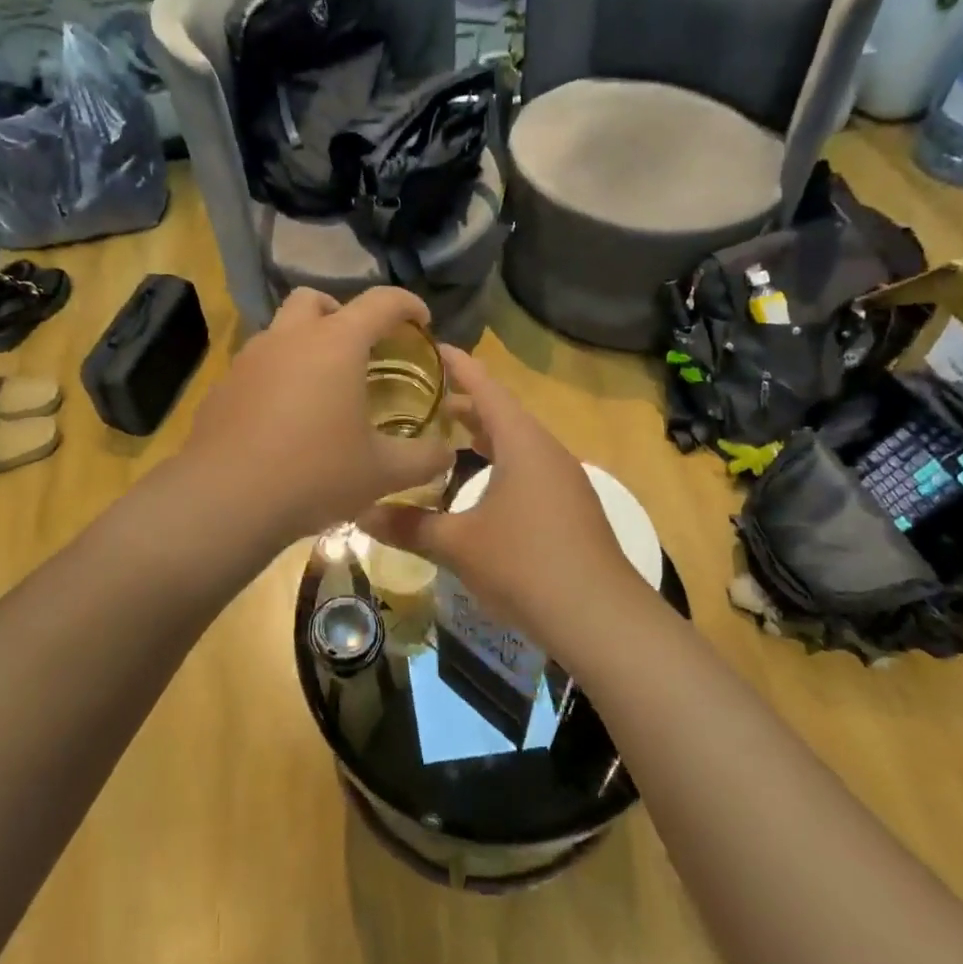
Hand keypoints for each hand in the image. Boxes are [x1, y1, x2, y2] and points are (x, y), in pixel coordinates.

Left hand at [180, 287, 454, 546]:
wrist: (225, 500)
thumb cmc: (314, 474)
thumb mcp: (381, 473)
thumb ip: (423, 458)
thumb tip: (446, 453)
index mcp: (335, 344)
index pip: (381, 302)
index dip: (408, 305)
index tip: (422, 322)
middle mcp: (289, 338)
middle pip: (315, 299)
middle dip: (342, 313)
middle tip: (360, 348)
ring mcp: (249, 360)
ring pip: (280, 331)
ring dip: (305, 344)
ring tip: (321, 388)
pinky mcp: (223, 386)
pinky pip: (256, 366)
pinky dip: (277, 377)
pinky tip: (283, 419)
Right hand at [357, 346, 646, 649]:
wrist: (601, 618)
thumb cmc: (525, 564)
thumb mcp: (458, 544)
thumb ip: (409, 525)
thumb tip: (360, 512)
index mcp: (522, 442)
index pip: (485, 387)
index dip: (457, 364)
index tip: (430, 346)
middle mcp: (546, 450)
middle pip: (501, 412)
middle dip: (463, 402)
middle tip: (422, 398)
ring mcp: (563, 479)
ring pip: (516, 442)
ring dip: (482, 435)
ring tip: (445, 436)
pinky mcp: (570, 506)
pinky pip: (528, 467)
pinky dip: (499, 461)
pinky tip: (479, 485)